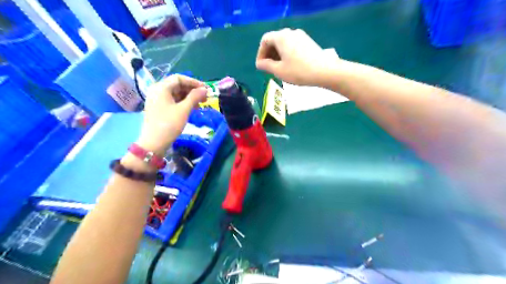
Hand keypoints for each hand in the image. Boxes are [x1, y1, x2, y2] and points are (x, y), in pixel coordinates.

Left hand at [136, 74, 204, 155]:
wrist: (154, 143)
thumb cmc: (169, 124)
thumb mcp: (184, 110)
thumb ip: (195, 97)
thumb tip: (205, 89)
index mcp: (161, 88)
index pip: (179, 78)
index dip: (193, 82)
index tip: (205, 89)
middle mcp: (157, 90)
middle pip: (177, 85)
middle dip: (192, 90)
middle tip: (205, 98)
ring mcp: (157, 99)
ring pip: (176, 93)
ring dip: (189, 97)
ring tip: (200, 104)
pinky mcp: (159, 108)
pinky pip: (172, 100)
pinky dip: (183, 102)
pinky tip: (191, 108)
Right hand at [256, 29, 330, 86]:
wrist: (325, 71)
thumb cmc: (299, 71)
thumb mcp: (279, 71)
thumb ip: (266, 66)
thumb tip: (259, 64)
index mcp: (281, 37)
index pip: (265, 40)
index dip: (260, 53)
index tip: (261, 66)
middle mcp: (290, 33)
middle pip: (274, 40)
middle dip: (269, 54)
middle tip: (268, 68)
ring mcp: (301, 36)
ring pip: (284, 43)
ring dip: (277, 54)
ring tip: (278, 68)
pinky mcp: (308, 42)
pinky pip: (292, 45)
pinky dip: (286, 53)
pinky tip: (289, 65)